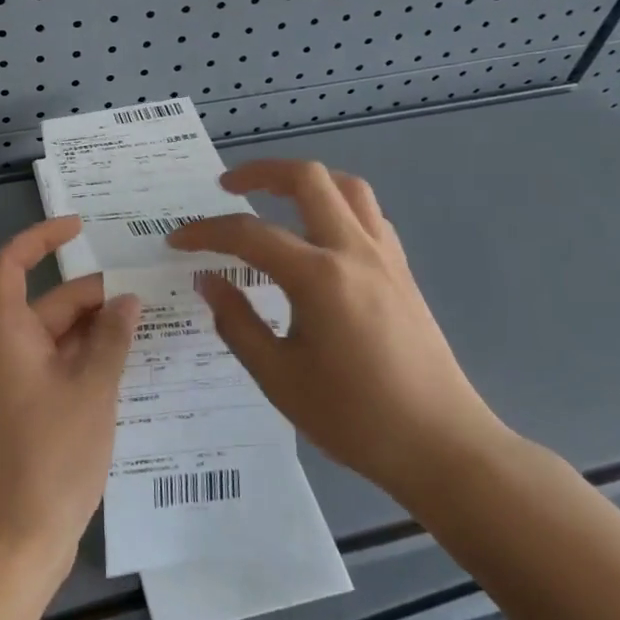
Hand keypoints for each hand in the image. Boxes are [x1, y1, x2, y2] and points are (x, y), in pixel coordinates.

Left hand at [0, 217, 139, 594]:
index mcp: (6, 333)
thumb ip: (110, 340)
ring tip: (152, 323)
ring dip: (98, 330)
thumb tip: (126, 300)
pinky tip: (133, 367)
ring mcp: (17, 385)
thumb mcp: (90, 391)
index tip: (80, 227)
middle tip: (148, 290)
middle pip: (48, 303)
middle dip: (94, 294)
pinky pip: (62, 369)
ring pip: (59, 339)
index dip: (41, 238)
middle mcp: (6, 351)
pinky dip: (92, 362)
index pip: (12, 264)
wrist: (13, 544)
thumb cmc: (48, 457)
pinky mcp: (30, 414)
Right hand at [168, 160, 505, 503]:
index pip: (249, 234)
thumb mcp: (278, 377)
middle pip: (308, 179)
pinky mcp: (402, 272)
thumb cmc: (354, 417)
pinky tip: (320, 235)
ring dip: (305, 182)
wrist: (443, 447)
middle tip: (227, 187)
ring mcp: (385, 257)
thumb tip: (209, 281)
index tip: (176, 240)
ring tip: (275, 198)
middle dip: (260, 172)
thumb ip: (236, 322)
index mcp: (319, 277)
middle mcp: (354, 251)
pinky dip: (336, 206)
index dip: (206, 232)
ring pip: (346, 187)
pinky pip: (368, 215)